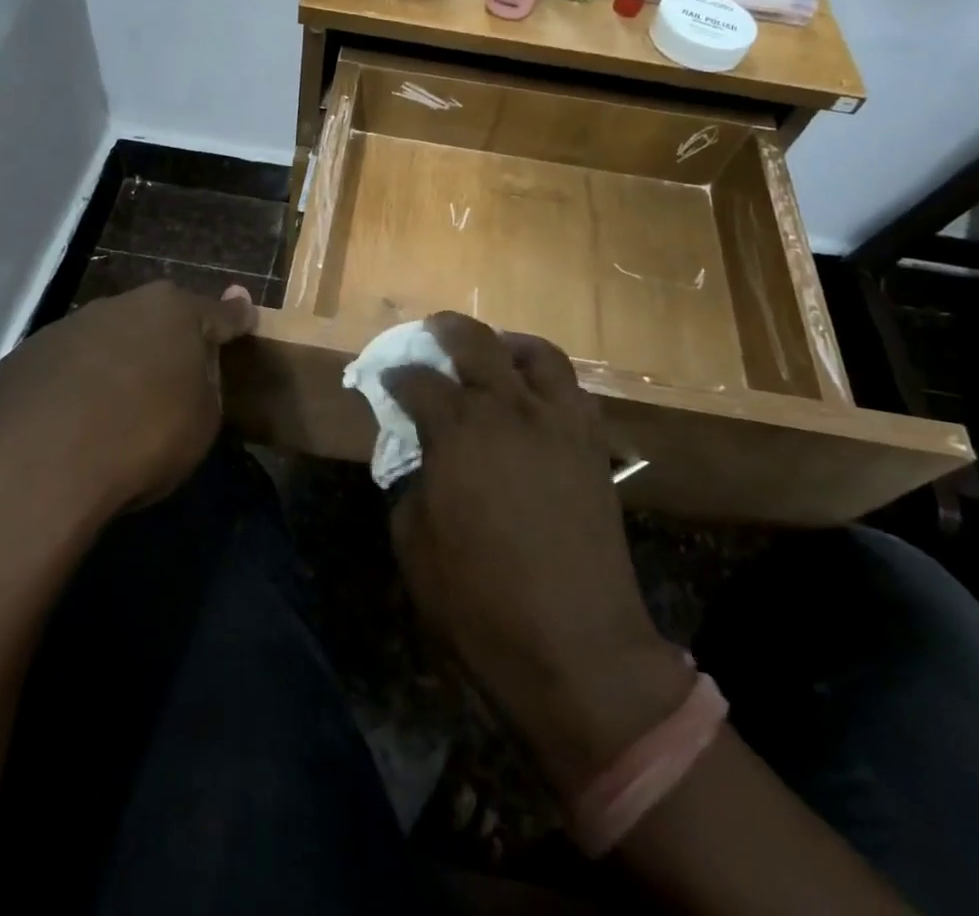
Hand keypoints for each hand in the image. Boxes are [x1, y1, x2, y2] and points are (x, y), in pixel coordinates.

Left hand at [0, 282, 257, 528]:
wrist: (39, 464)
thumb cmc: (143, 437)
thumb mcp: (203, 420)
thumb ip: (206, 383)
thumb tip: (194, 368)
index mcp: (176, 313)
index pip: (220, 313)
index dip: (236, 317)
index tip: (245, 311)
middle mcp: (123, 305)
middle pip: (157, 319)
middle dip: (168, 340)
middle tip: (174, 374)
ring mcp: (68, 326)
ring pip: (107, 338)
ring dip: (117, 361)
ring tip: (116, 405)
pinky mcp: (24, 356)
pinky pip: (65, 367)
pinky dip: (74, 384)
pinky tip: (70, 421)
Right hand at [384, 313, 693, 793]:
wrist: (576, 648)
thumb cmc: (479, 601)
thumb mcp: (413, 542)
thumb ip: (410, 482)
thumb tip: (420, 456)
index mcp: (458, 430)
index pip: (417, 380)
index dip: (395, 376)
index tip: (385, 379)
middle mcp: (510, 410)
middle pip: (476, 341)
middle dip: (445, 330)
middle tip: (431, 334)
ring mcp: (559, 423)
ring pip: (538, 353)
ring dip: (507, 345)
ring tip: (493, 355)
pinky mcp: (593, 446)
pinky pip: (574, 392)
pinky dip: (549, 382)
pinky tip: (535, 401)